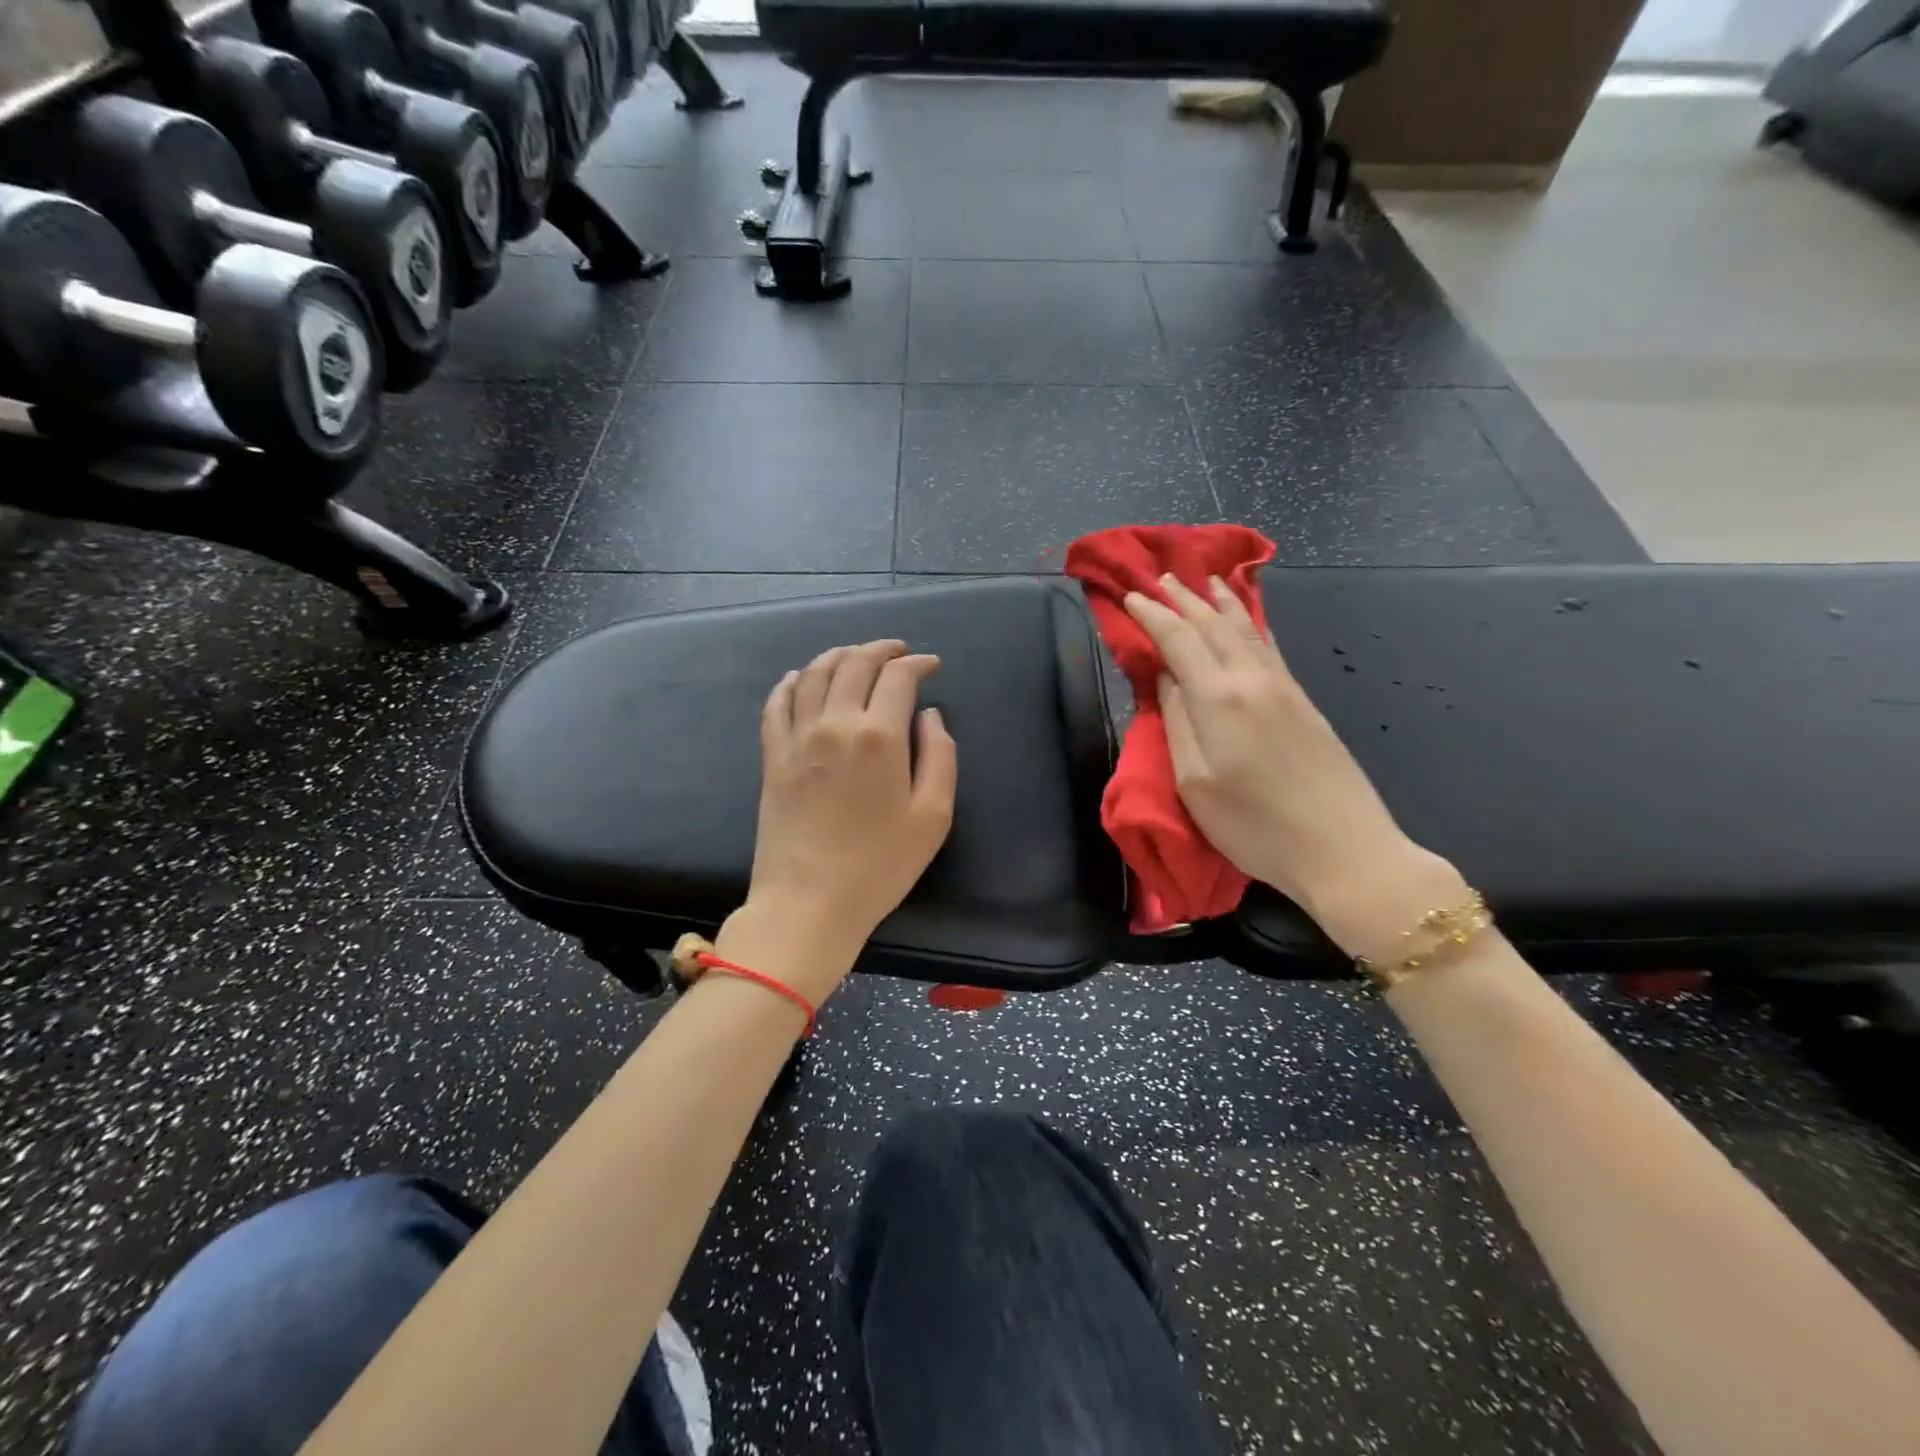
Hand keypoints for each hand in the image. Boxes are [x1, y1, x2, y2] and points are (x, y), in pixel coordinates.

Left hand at [719, 640, 957, 1002]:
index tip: (931, 665)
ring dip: (839, 655)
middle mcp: (836, 724)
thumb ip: (940, 756)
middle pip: (855, 664)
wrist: (808, 903)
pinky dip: (792, 682)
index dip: (917, 663)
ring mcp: (797, 738)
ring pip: (815, 674)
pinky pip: (777, 703)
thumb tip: (929, 715)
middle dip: (881, 649)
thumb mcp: (933, 816)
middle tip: (898, 651)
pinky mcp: (772, 757)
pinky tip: (802, 678)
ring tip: (856, 655)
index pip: (898, 677)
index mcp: (880, 737)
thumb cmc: (880, 866)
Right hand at [1125, 575, 1464, 959]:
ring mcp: (1283, 687)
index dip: (1152, 615)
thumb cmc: (1255, 826)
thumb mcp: (1195, 783)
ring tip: (1206, 581)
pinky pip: (1270, 646)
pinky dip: (1253, 624)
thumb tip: (1168, 679)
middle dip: (1184, 599)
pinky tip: (1250, 619)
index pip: (1178, 640)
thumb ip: (1177, 723)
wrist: (1345, 849)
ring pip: (1246, 630)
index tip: (1130, 596)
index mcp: (1219, 698)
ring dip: (1220, 604)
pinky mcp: (1304, 701)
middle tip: (1162, 578)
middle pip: (1213, 626)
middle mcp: (1252, 679)